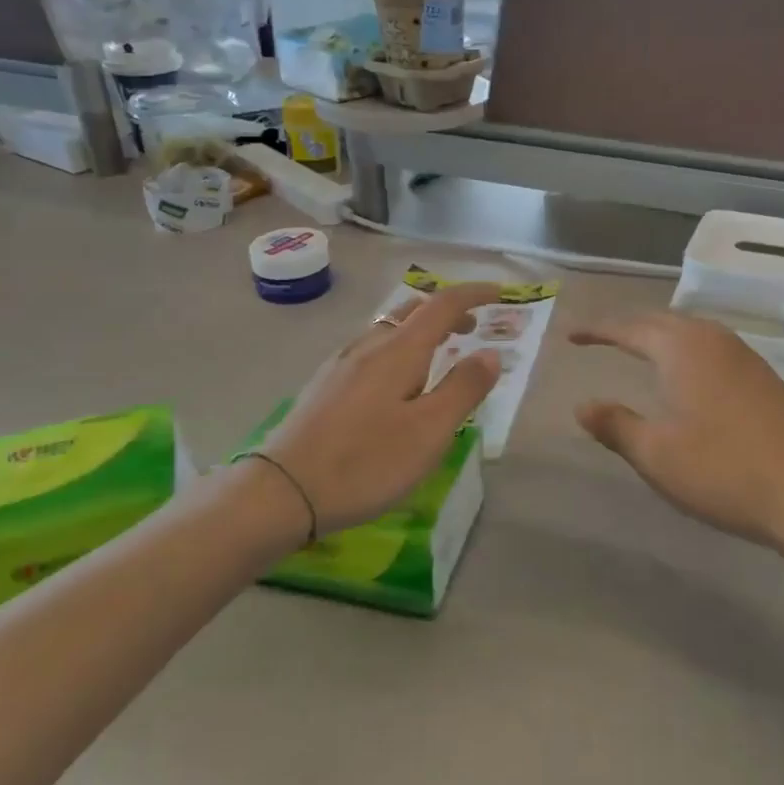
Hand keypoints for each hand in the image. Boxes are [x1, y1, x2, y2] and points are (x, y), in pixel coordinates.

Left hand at [259, 283, 503, 535]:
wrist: (282, 491)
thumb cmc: (366, 461)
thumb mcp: (429, 431)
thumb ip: (464, 388)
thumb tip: (490, 353)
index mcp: (398, 350)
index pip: (442, 304)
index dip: (474, 294)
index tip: (500, 293)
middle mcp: (368, 345)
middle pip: (412, 311)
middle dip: (447, 312)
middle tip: (472, 329)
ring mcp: (341, 364)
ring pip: (388, 331)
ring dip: (420, 332)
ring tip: (438, 358)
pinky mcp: (325, 386)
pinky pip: (371, 351)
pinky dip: (398, 351)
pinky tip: (396, 385)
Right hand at [571, 313, 783, 548]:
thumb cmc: (720, 472)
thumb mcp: (655, 454)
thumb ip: (615, 424)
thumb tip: (582, 406)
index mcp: (682, 350)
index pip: (629, 329)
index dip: (598, 330)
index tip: (572, 335)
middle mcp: (714, 340)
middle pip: (662, 320)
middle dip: (628, 326)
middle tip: (601, 338)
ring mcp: (744, 356)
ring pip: (692, 329)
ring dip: (660, 334)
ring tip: (639, 348)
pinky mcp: (764, 376)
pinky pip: (714, 345)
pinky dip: (687, 348)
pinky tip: (689, 372)